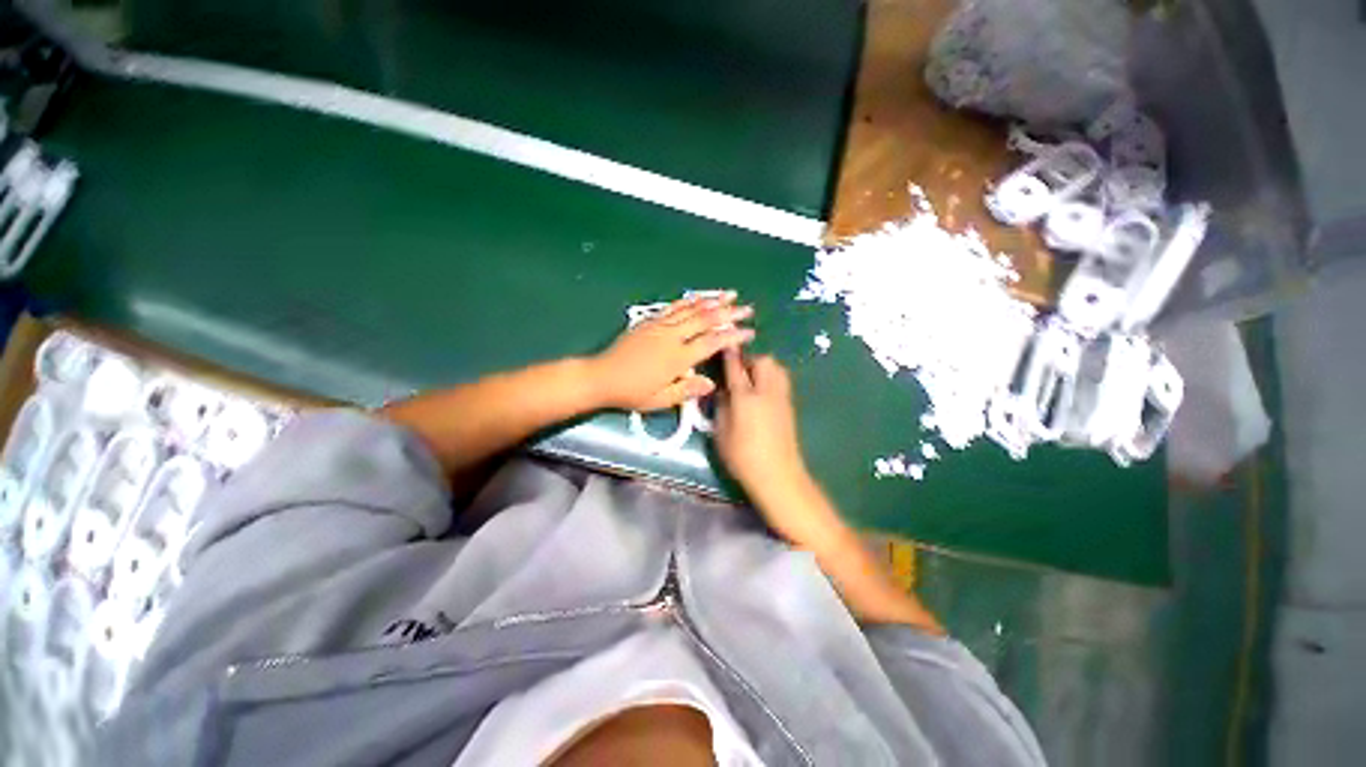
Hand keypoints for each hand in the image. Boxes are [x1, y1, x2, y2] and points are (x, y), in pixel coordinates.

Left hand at [589, 293, 754, 411]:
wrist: (601, 377)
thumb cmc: (632, 392)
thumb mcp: (660, 400)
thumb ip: (687, 390)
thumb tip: (711, 383)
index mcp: (677, 358)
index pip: (712, 342)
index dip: (733, 336)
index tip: (749, 332)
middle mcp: (671, 337)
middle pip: (705, 320)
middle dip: (729, 313)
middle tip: (748, 308)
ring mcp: (660, 326)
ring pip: (691, 309)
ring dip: (713, 301)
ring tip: (730, 294)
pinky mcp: (650, 321)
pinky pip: (673, 307)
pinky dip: (689, 301)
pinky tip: (699, 297)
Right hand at [715, 349, 810, 498]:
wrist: (778, 475)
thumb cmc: (743, 457)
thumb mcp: (721, 433)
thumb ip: (721, 407)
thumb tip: (723, 390)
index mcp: (746, 398)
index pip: (736, 367)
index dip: (729, 354)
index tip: (724, 341)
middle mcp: (766, 391)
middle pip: (763, 361)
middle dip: (750, 359)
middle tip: (737, 371)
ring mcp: (782, 398)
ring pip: (776, 368)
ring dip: (763, 366)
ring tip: (751, 379)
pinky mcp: (790, 406)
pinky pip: (781, 380)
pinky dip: (771, 377)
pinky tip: (761, 391)